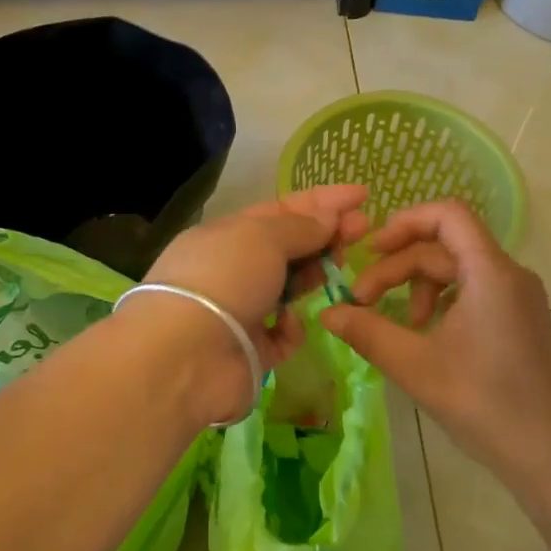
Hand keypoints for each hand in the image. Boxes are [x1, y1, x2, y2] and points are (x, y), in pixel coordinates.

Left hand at [138, 185, 372, 418]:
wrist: (185, 355)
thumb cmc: (224, 279)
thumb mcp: (263, 237)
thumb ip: (301, 227)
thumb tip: (328, 215)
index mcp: (226, 235)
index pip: (279, 211)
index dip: (321, 201)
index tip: (362, 196)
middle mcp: (231, 270)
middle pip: (287, 248)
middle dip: (325, 236)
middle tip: (364, 230)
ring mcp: (240, 312)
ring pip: (288, 289)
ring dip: (314, 276)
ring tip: (341, 269)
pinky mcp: (250, 351)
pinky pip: (282, 335)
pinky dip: (291, 328)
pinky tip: (292, 323)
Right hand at [322, 201, 550, 503]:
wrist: (550, 454)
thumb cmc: (484, 403)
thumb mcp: (415, 366)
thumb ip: (367, 332)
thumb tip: (326, 313)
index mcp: (491, 273)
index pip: (448, 215)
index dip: (404, 222)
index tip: (369, 250)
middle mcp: (509, 274)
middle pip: (444, 246)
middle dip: (398, 267)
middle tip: (361, 302)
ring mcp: (518, 297)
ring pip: (457, 269)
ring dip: (417, 286)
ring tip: (398, 325)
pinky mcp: (519, 319)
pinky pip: (473, 291)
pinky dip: (441, 302)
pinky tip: (424, 334)